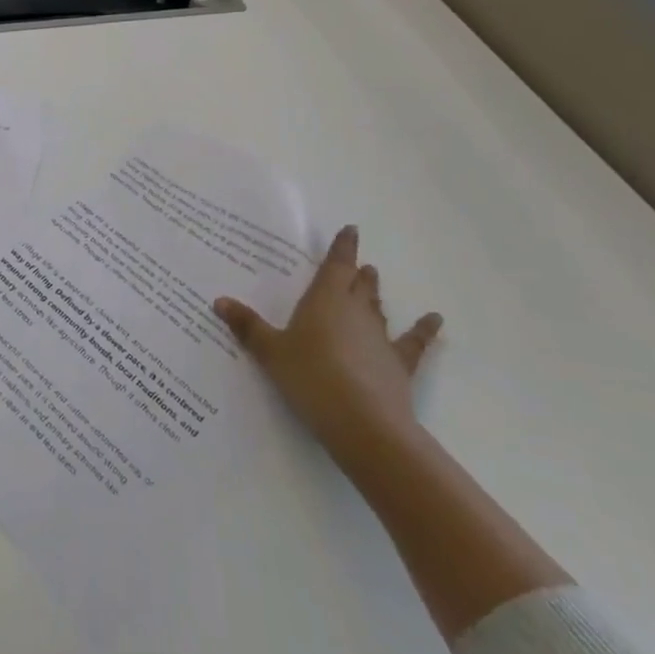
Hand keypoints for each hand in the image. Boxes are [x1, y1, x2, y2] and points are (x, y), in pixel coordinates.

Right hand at [215, 225, 441, 457]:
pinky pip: (413, 343)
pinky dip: (424, 330)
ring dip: (375, 294)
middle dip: (356, 273)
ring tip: (374, 280)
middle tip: (358, 264)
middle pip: (358, 285)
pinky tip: (435, 319)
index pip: (335, 265)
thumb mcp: (270, 352)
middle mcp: (355, 312)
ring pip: (378, 308)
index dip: (342, 247)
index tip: (351, 230)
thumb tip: (218, 301)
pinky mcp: (399, 365)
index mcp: (324, 301)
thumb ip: (247, 326)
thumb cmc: (310, 377)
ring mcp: (380, 338)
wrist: (362, 423)